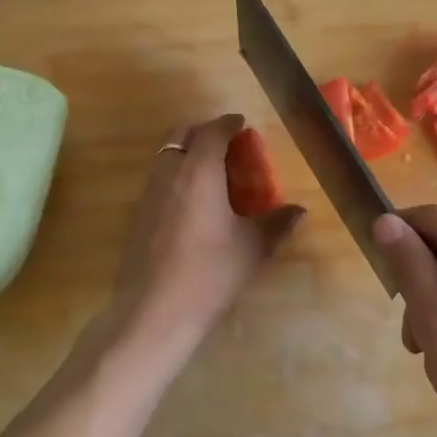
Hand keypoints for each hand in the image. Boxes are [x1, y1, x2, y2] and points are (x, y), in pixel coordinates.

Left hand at [109, 114, 304, 353]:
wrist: (153, 312)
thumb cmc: (209, 274)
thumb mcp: (252, 248)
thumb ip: (277, 224)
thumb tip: (300, 211)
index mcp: (199, 172)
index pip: (211, 132)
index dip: (227, 123)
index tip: (241, 123)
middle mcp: (169, 174)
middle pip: (180, 135)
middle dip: (203, 131)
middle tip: (226, 142)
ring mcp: (148, 196)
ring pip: (166, 157)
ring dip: (187, 153)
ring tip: (211, 171)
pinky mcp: (137, 218)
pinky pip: (158, 180)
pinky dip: (175, 176)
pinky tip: (192, 203)